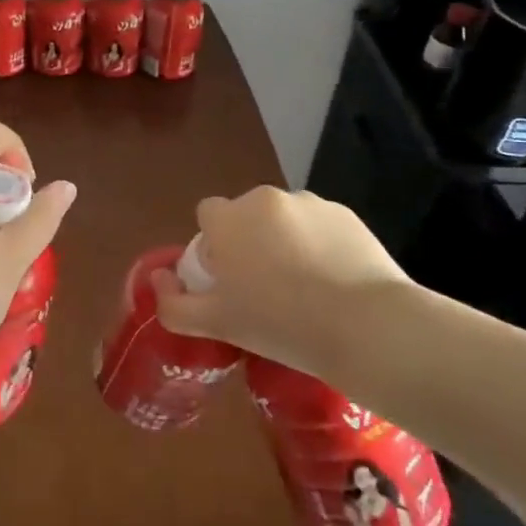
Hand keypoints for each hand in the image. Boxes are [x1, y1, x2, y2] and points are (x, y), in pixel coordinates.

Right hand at [149, 187, 412, 376]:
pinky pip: (320, 226)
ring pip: (284, 220)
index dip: (214, 245)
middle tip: (265, 289)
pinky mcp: (347, 215)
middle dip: (250, 242)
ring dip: (285, 241)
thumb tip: (159, 280)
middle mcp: (265, 200)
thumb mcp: (216, 324)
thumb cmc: (280, 324)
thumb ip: (173, 303)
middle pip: (246, 215)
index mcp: (228, 219)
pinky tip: (334, 282)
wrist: (366, 326)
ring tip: (306, 288)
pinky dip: (320, 245)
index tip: (229, 280)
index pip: (208, 215)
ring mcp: (310, 203)